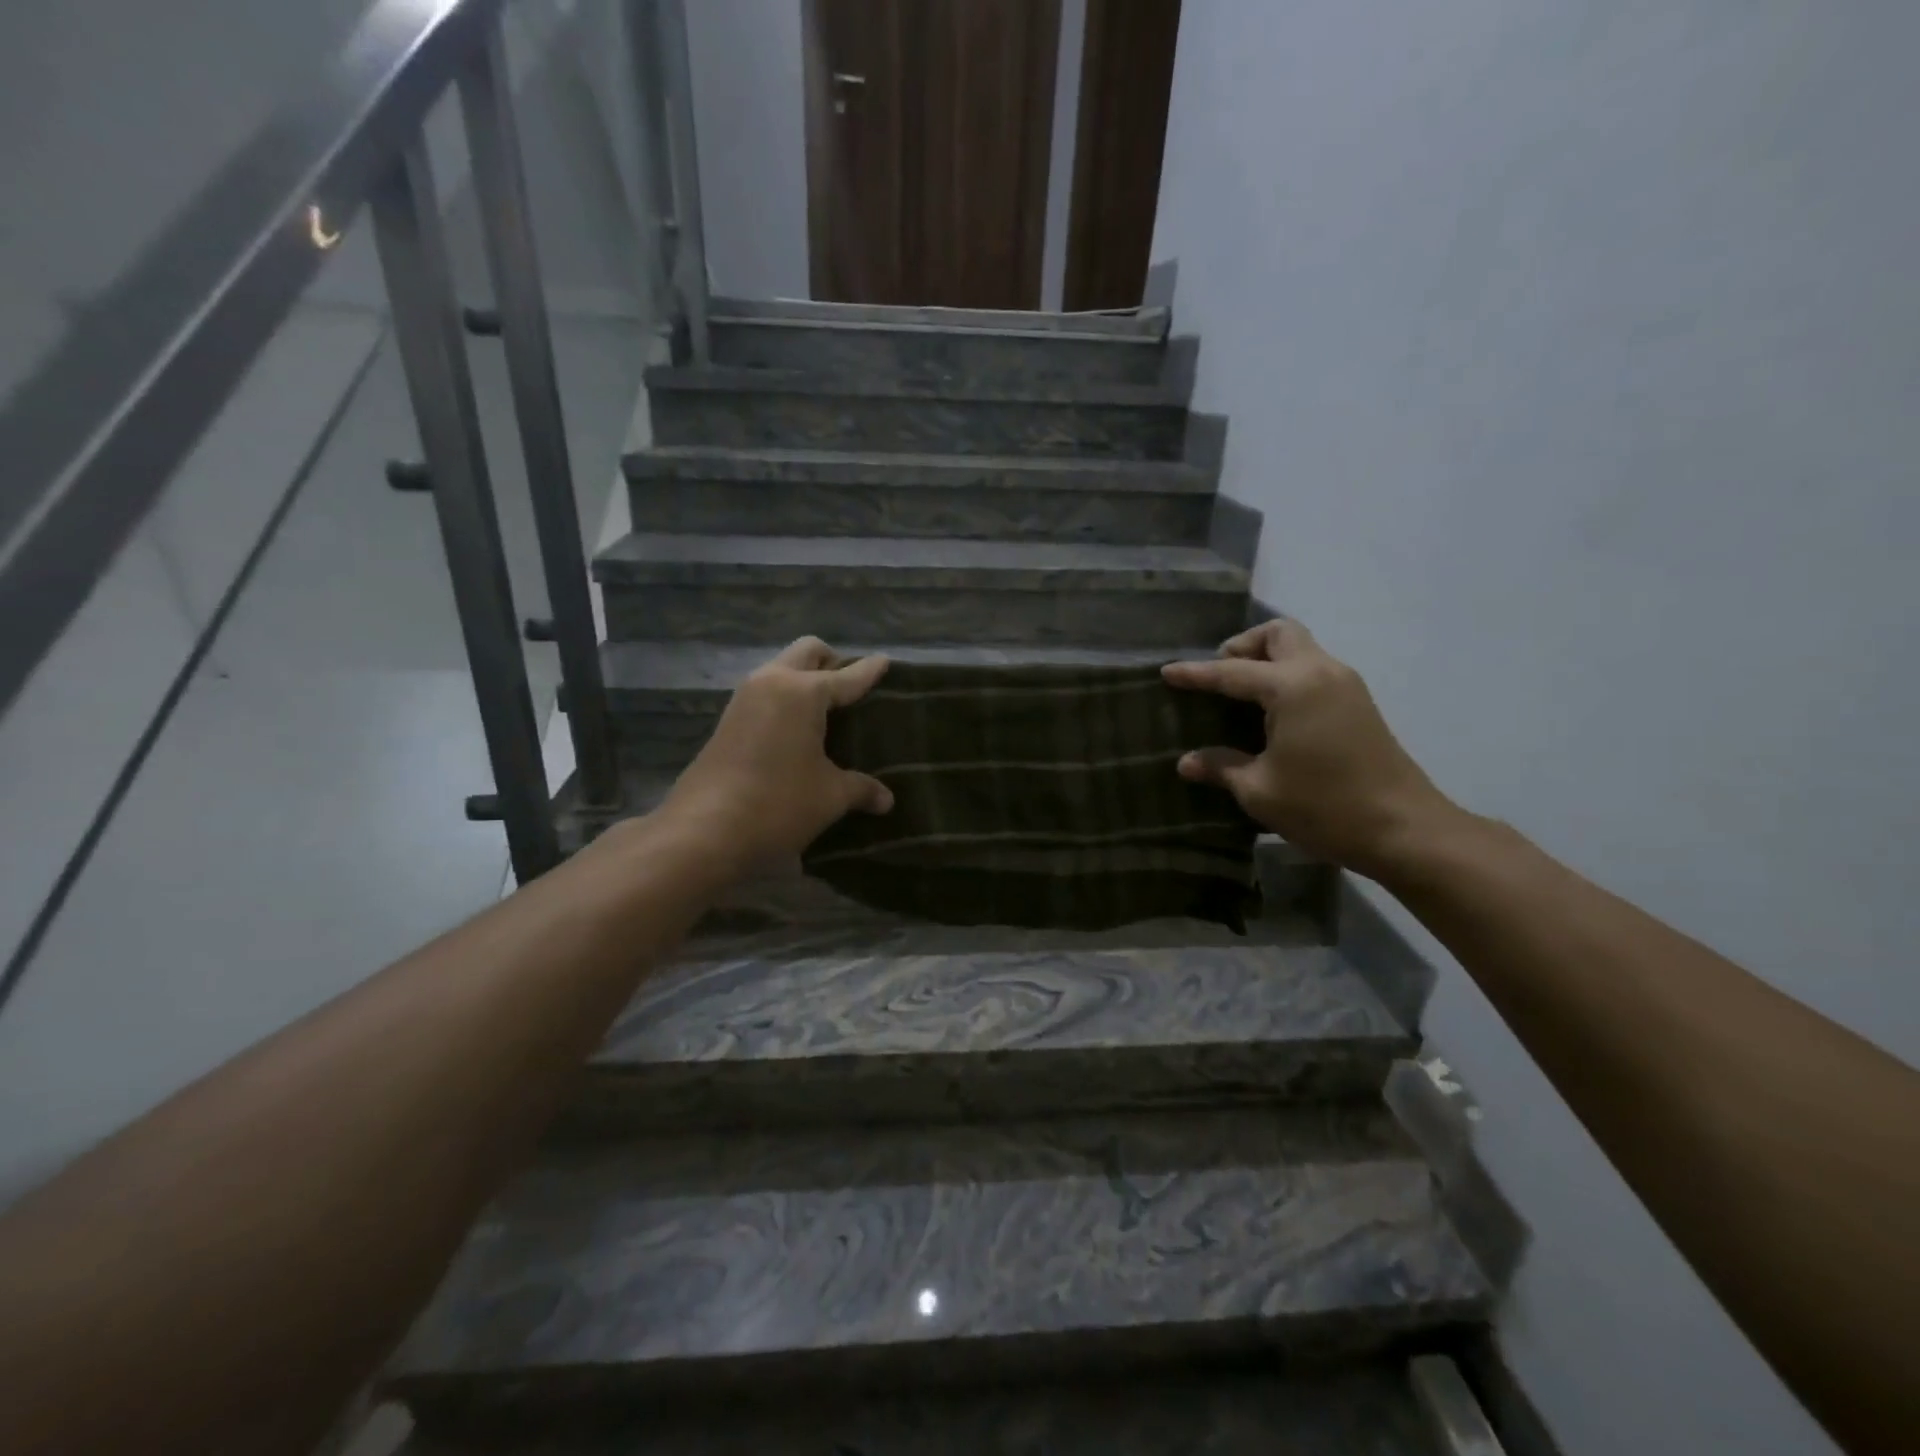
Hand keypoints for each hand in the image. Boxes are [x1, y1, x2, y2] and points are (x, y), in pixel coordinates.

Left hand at [660, 637, 893, 871]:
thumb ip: (861, 789)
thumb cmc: (778, 803)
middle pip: (807, 653)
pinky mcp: (728, 721)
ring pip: (781, 670)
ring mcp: (744, 699)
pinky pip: (766, 694)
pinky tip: (799, 730)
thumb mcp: (830, 796)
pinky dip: (786, 699)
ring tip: (828, 710)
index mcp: (803, 692)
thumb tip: (887, 800)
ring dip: (805, 679)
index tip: (886, 661)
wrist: (704, 830)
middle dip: (833, 661)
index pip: (847, 676)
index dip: (870, 670)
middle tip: (853, 687)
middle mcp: (772, 683)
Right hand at [1162, 619, 1459, 877]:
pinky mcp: (1359, 704)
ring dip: (1267, 659)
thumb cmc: (1325, 807)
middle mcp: (1321, 673)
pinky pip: (1314, 670)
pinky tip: (1271, 713)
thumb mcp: (1260, 790)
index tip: (1167, 672)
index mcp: (1293, 688)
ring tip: (1240, 694)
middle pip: (1279, 634)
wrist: (1404, 830)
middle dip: (1243, 646)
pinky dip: (1287, 676)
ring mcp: (1346, 686)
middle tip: (1220, 676)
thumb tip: (1187, 762)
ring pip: (1301, 648)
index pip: (1232, 671)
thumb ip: (1221, 767)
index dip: (1196, 674)